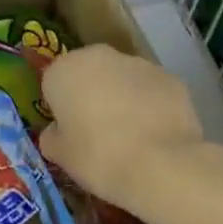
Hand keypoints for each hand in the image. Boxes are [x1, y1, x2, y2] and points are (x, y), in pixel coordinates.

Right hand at [38, 45, 208, 212]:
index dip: (60, 108)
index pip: (53, 83)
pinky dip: (151, 106)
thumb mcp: (60, 156)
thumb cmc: (98, 157)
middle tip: (99, 132)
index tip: (70, 132)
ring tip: (132, 136)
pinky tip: (156, 135)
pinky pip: (151, 90)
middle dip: (92, 94)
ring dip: (122, 97)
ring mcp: (138, 63)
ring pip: (122, 79)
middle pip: (88, 73)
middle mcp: (98, 56)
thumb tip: (57, 132)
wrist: (162, 166)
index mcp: (63, 70)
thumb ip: (52, 137)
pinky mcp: (170, 78)